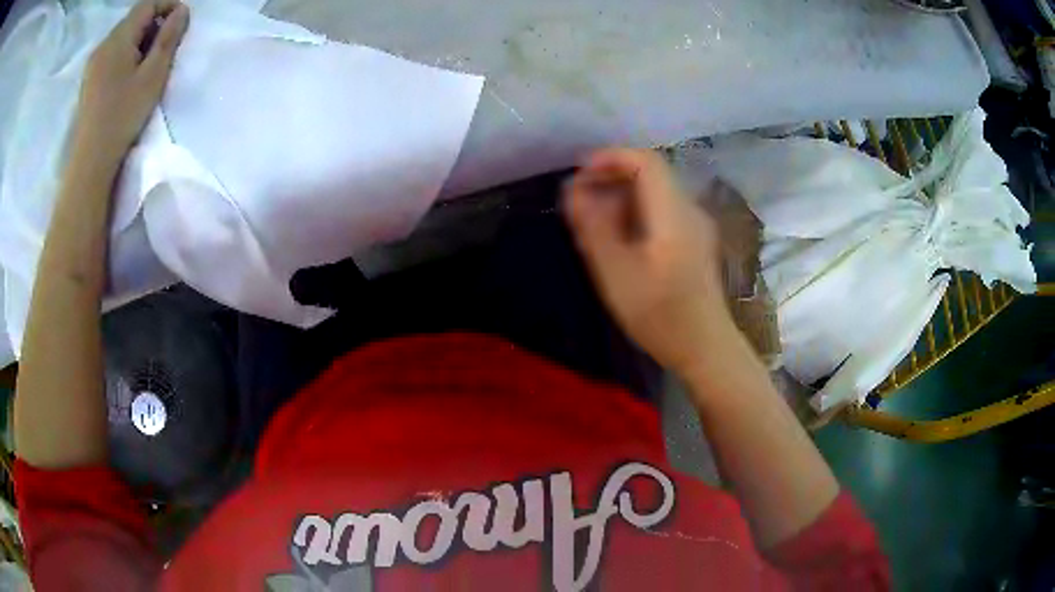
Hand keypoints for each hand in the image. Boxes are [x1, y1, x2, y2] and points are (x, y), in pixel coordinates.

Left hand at [71, 0, 188, 166]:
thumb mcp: (153, 75)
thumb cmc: (122, 116)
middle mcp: (103, 44)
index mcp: (118, 38)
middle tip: (165, 44)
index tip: (181, 20)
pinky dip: (124, 53)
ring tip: (147, 62)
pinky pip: (110, 53)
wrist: (89, 161)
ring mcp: (93, 63)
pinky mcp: (88, 79)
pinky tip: (128, 74)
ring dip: (138, 39)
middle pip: (133, 18)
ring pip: (121, 36)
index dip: (167, 5)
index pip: (147, 4)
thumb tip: (181, 11)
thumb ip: (168, 38)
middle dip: (153, 23)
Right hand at [564, 148, 730, 378]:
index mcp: (673, 212)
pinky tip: (620, 238)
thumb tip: (572, 189)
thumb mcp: (616, 273)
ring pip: (656, 192)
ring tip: (594, 220)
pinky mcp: (696, 242)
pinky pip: (662, 211)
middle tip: (581, 199)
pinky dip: (636, 212)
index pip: (645, 161)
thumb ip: (593, 227)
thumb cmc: (661, 315)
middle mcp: (690, 209)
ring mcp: (696, 226)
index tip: (580, 174)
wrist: (706, 349)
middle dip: (612, 176)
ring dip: (622, 196)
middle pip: (651, 173)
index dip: (610, 158)